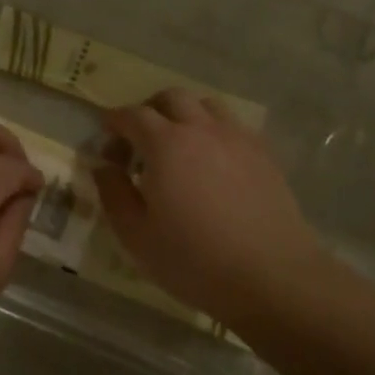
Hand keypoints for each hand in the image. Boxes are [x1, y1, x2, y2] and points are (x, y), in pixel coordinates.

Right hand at [94, 90, 327, 328]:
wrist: (271, 276)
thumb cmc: (194, 260)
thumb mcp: (136, 235)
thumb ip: (113, 193)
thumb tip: (103, 166)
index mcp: (166, 143)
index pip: (132, 115)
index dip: (114, 122)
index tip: (106, 139)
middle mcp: (201, 128)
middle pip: (171, 98)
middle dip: (149, 110)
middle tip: (140, 140)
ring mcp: (237, 138)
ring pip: (206, 105)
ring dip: (185, 115)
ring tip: (178, 146)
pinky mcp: (263, 153)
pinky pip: (233, 126)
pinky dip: (214, 131)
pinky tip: (213, 162)